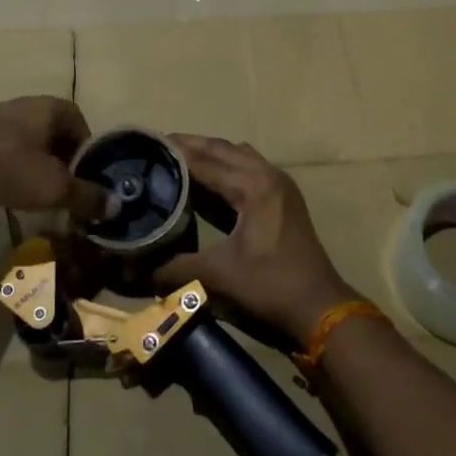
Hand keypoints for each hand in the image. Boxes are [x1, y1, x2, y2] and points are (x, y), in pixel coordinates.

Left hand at [0, 96, 107, 223]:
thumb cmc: (7, 164)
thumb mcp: (54, 187)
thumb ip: (87, 197)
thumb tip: (116, 206)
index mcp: (56, 108)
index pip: (86, 132)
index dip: (89, 162)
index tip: (85, 189)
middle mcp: (32, 105)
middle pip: (59, 139)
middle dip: (64, 168)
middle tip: (62, 198)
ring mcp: (3, 117)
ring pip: (33, 147)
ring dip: (38, 171)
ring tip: (35, 199)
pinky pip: (9, 152)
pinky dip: (13, 170)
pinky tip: (6, 191)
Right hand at [154, 134, 358, 346]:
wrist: (320, 311)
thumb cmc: (270, 289)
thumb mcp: (218, 277)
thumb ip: (174, 269)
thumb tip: (135, 271)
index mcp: (253, 186)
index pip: (204, 160)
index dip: (174, 152)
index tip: (144, 145)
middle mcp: (267, 175)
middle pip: (221, 149)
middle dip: (189, 146)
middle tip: (155, 148)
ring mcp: (279, 184)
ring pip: (236, 155)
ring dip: (209, 154)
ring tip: (177, 160)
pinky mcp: (283, 198)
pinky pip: (248, 167)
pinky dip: (226, 166)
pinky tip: (207, 181)